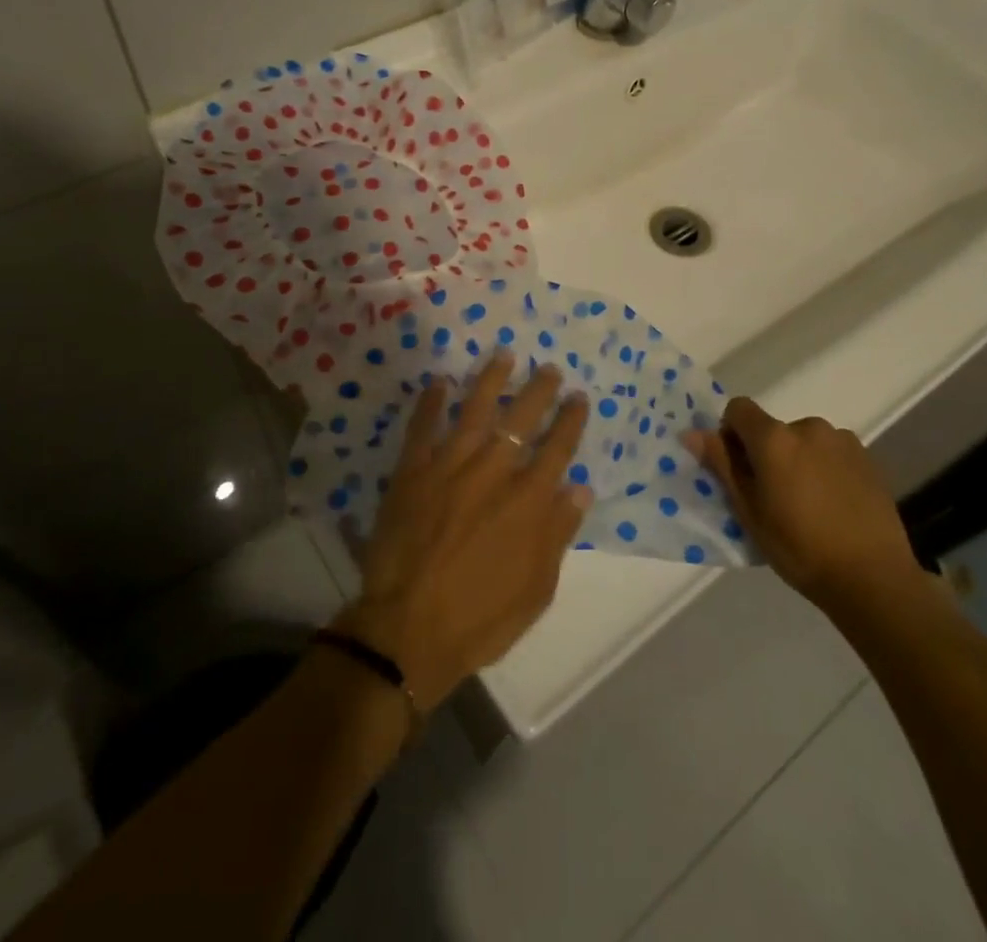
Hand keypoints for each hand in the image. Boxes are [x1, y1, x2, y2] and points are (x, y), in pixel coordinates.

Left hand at [333, 352, 591, 709]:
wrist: (408, 630)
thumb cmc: (480, 617)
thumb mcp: (536, 589)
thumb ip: (558, 533)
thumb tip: (579, 488)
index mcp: (527, 501)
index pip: (557, 448)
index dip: (570, 420)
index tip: (578, 398)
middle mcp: (492, 472)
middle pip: (521, 419)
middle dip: (539, 390)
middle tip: (548, 369)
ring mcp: (449, 466)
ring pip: (475, 410)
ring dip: (491, 380)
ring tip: (503, 355)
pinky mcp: (411, 471)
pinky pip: (422, 427)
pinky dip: (431, 402)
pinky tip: (440, 382)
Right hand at [684, 397, 928, 621]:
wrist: (873, 579)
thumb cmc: (799, 548)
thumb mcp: (749, 512)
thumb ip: (722, 465)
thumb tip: (691, 433)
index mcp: (774, 438)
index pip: (738, 409)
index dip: (731, 433)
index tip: (738, 469)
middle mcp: (807, 427)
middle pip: (773, 428)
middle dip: (766, 453)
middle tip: (773, 497)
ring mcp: (842, 440)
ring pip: (803, 441)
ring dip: (797, 460)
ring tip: (809, 505)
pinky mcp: (867, 458)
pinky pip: (831, 453)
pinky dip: (824, 469)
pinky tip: (834, 506)